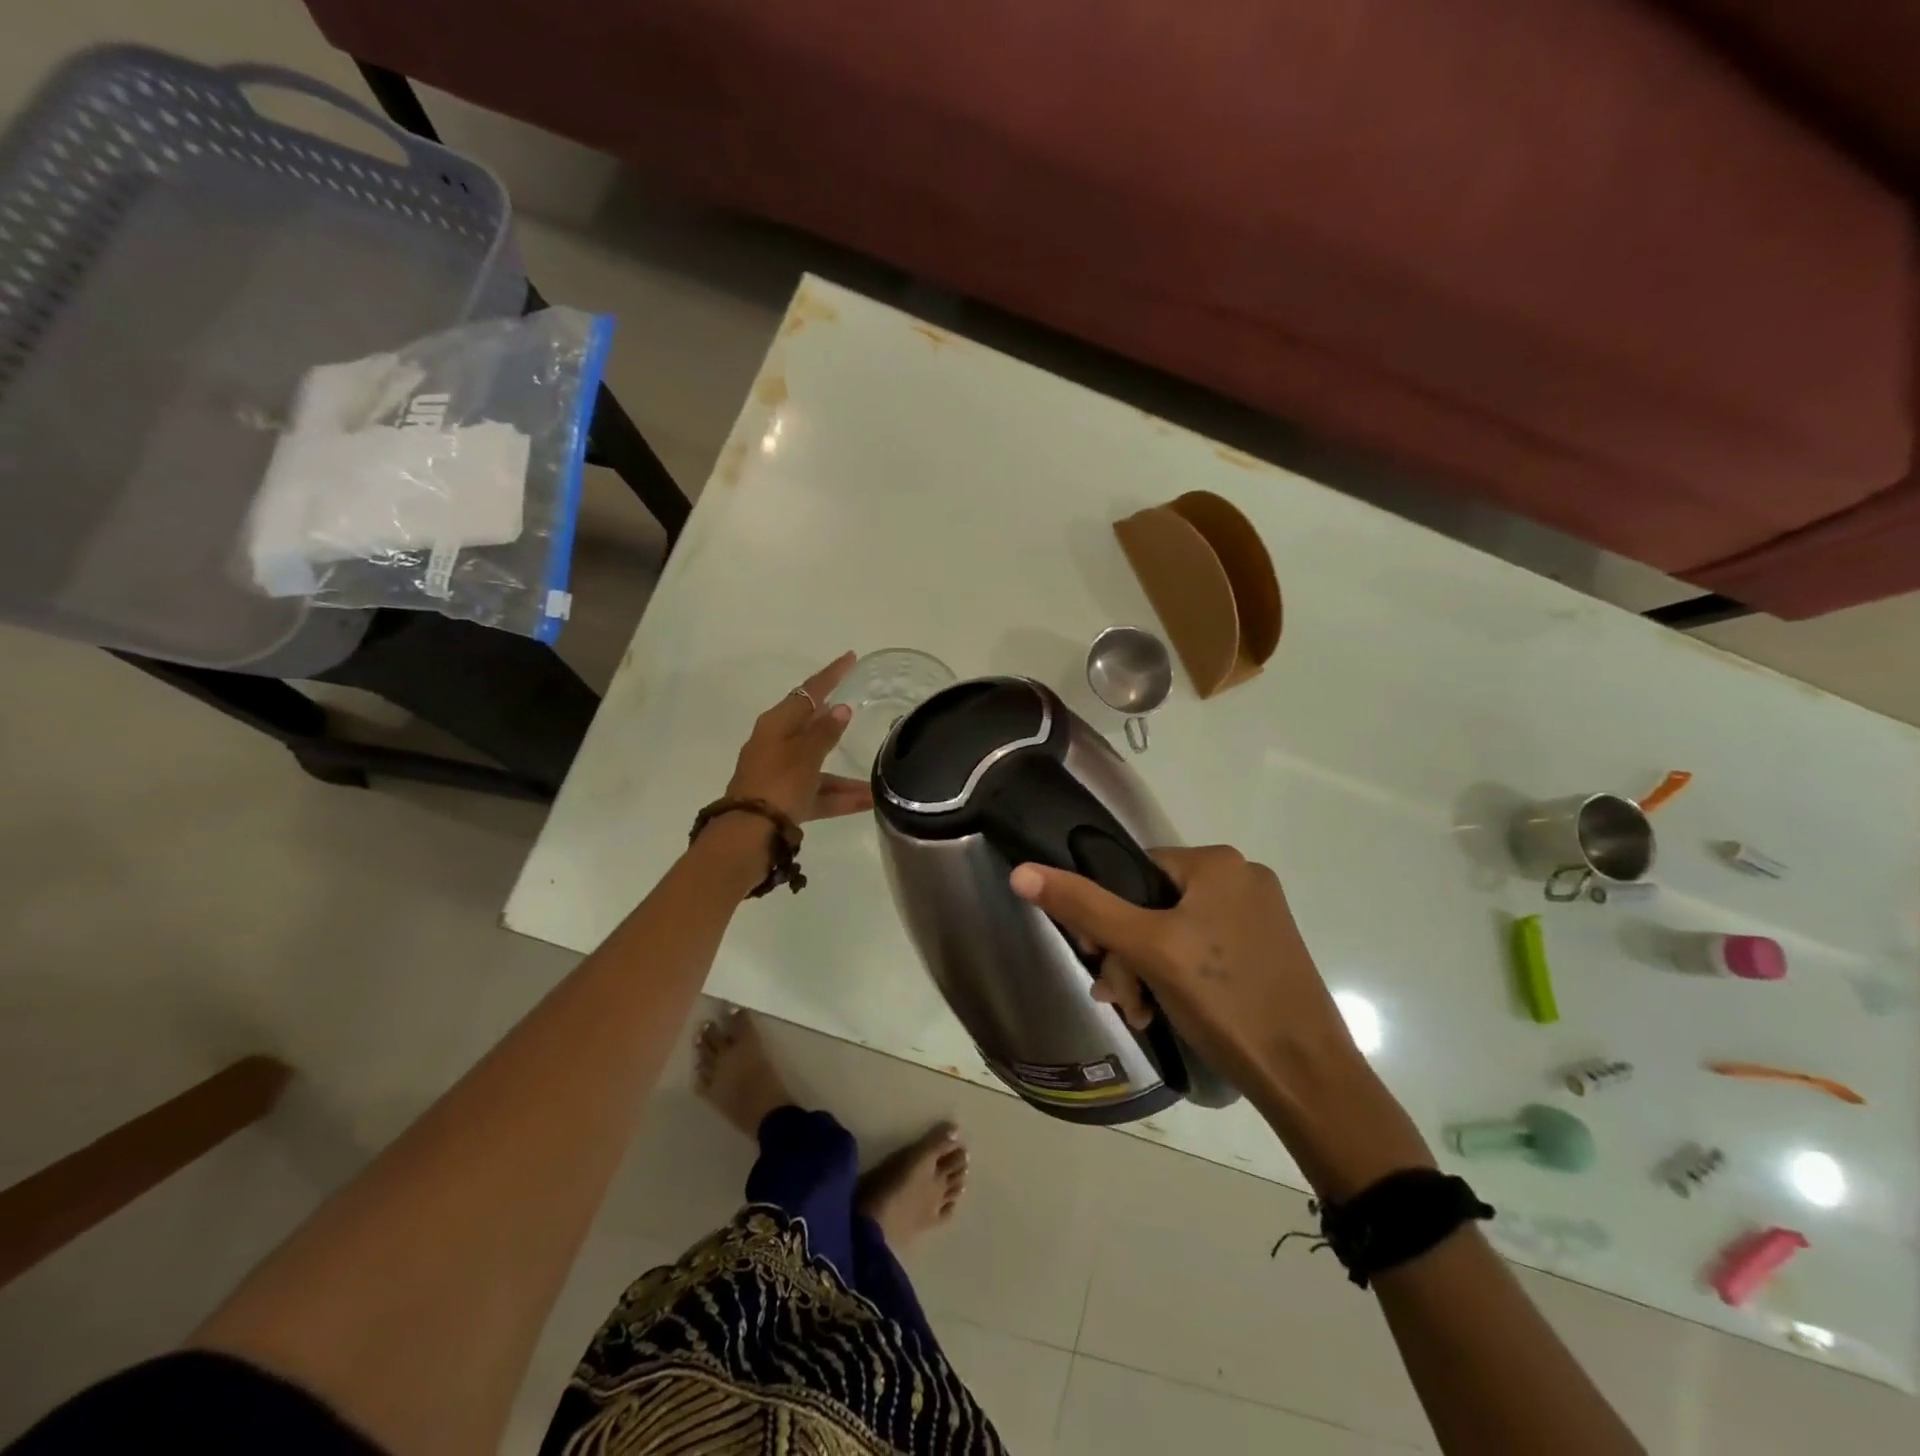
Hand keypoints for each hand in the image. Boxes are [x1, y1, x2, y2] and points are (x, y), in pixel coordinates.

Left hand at [724, 652, 873, 823]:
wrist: (749, 834)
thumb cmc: (778, 784)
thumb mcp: (805, 755)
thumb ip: (825, 732)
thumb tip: (840, 709)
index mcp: (776, 725)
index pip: (808, 692)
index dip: (830, 675)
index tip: (850, 658)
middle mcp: (777, 744)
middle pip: (812, 727)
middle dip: (837, 722)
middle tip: (861, 707)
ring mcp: (781, 774)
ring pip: (820, 765)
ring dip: (847, 774)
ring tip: (880, 778)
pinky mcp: (785, 800)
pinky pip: (819, 792)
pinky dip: (840, 796)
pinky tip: (869, 802)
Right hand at [1007, 846, 1356, 1094]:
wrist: (1307, 1078)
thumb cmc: (1225, 1000)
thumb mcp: (1146, 949)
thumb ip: (1084, 907)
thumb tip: (1022, 873)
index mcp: (1218, 863)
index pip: (1133, 871)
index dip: (1105, 913)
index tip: (1095, 958)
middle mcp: (1241, 878)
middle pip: (1152, 905)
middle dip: (1126, 953)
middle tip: (1119, 999)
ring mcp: (1258, 916)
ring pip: (1174, 932)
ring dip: (1146, 971)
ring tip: (1139, 1013)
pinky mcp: (1266, 950)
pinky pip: (1202, 950)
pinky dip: (1176, 977)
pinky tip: (1165, 1011)